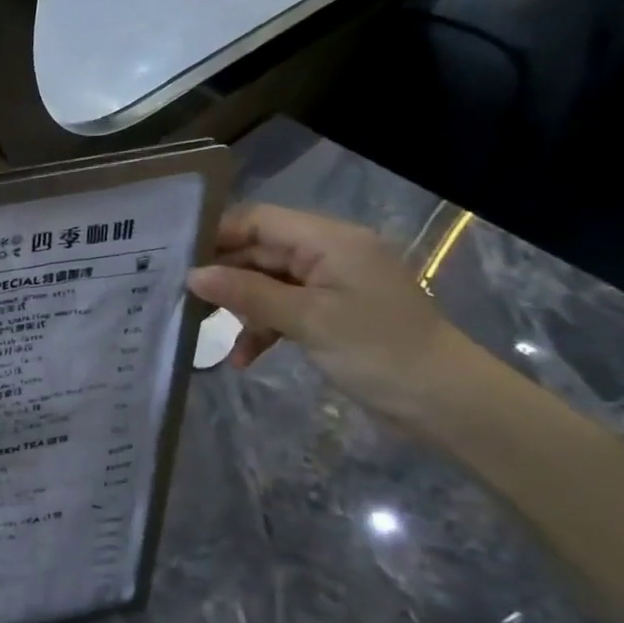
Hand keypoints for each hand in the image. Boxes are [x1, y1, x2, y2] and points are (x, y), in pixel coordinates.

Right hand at [187, 204, 481, 425]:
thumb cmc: (378, 350)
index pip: (258, 220)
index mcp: (329, 240)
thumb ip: (247, 293)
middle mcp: (328, 253)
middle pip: (259, 251)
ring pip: (267, 282)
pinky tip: (243, 358)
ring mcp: (330, 284)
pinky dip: (263, 329)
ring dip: (239, 306)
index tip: (176, 257)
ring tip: (202, 329)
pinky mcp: (332, 313)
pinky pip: (285, 309)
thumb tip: (193, 275)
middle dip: (222, 275)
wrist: (447, 402)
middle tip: (181, 298)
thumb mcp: (307, 319)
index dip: (217, 234)